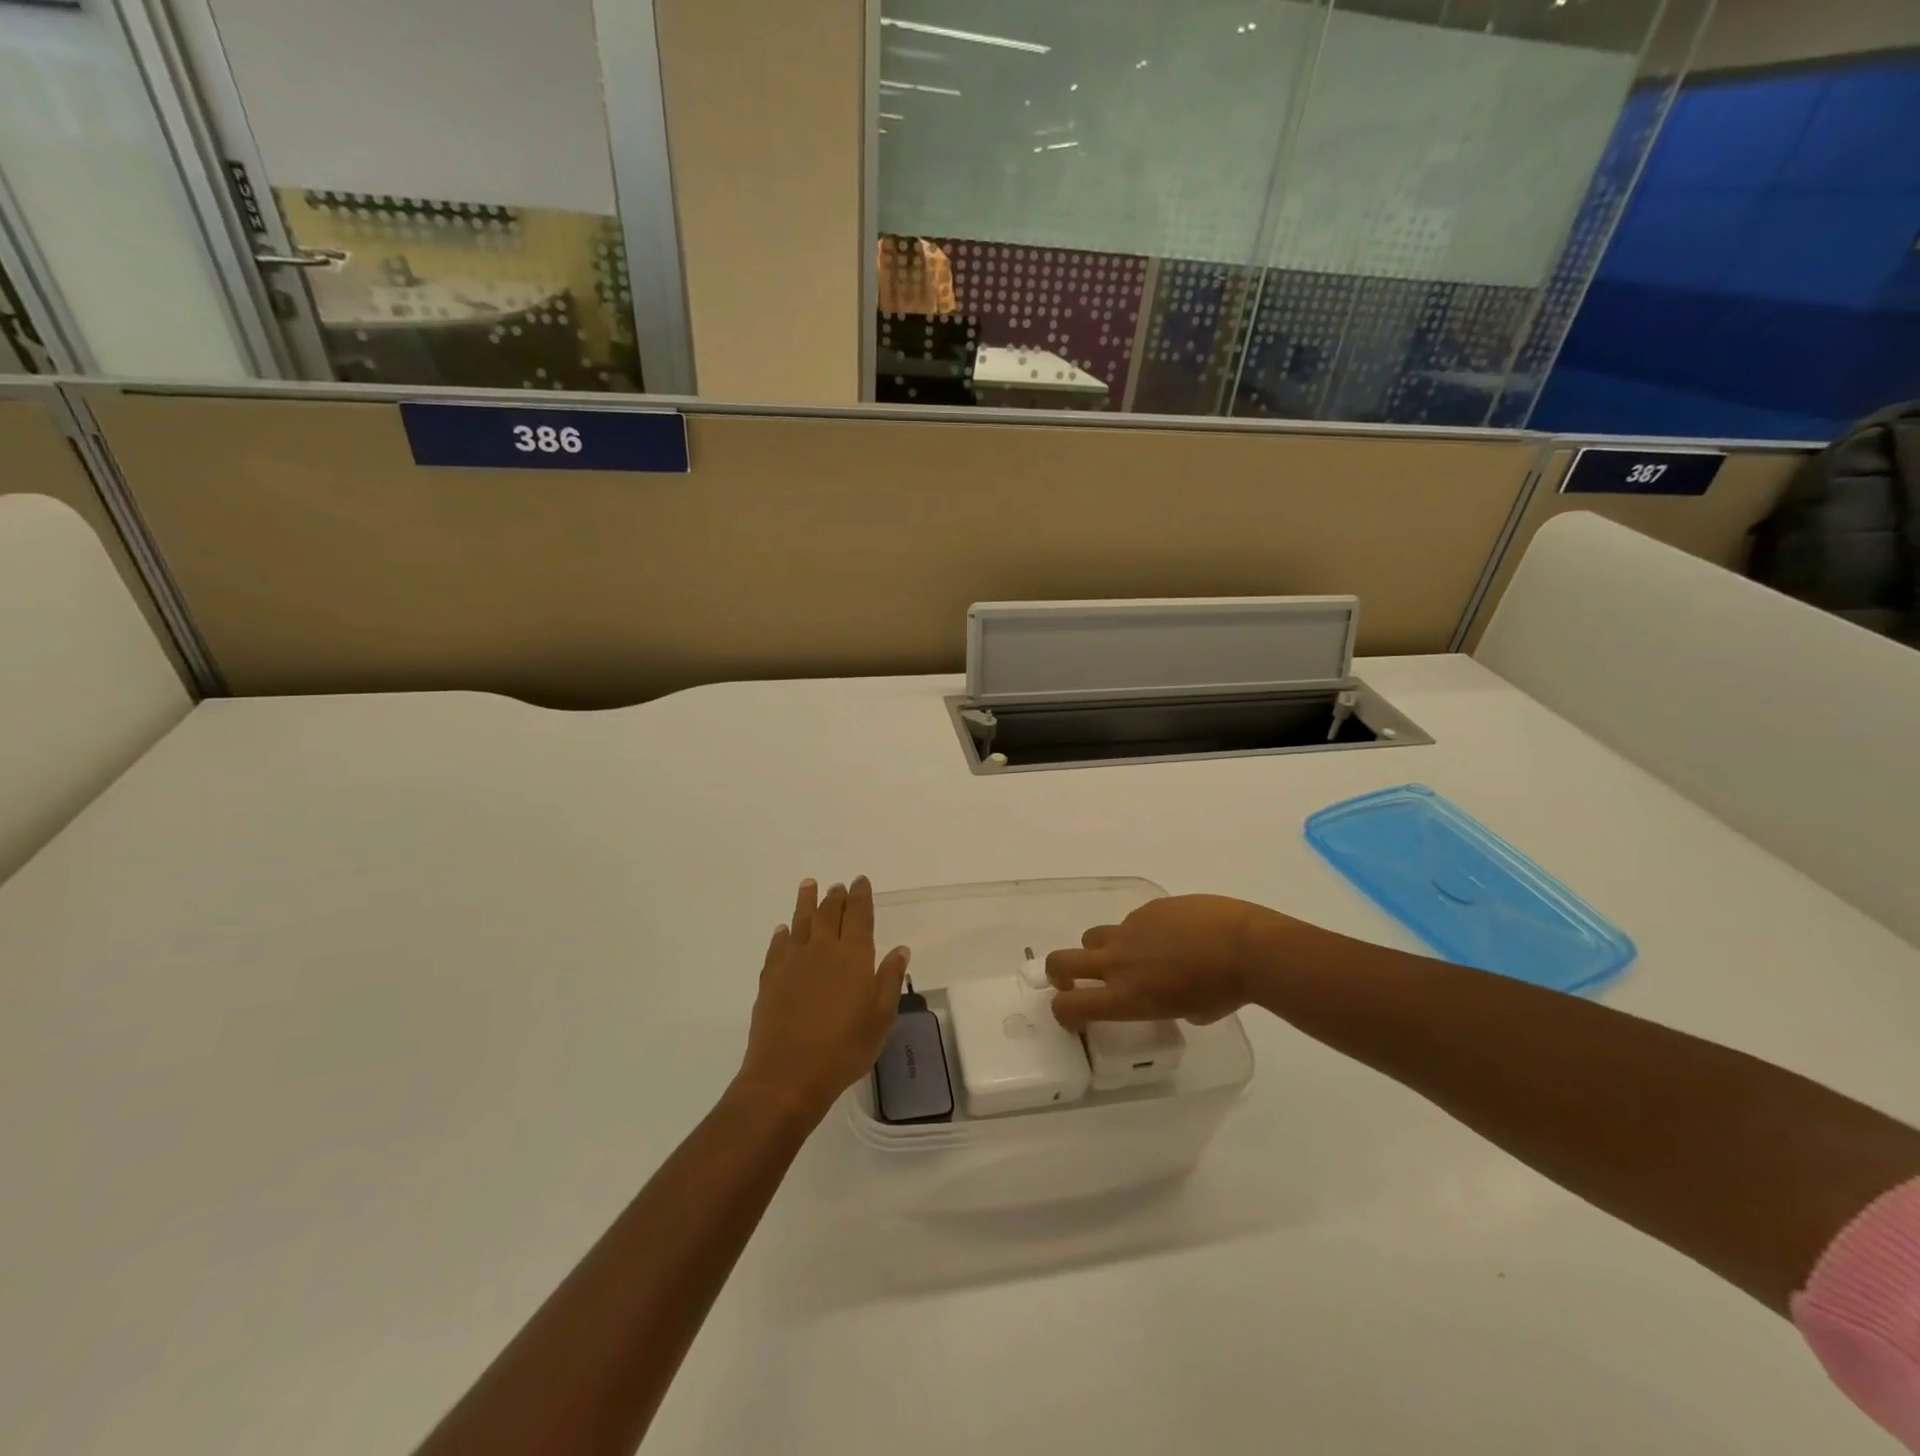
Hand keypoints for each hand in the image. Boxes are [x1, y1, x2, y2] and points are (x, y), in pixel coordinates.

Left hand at [736, 877, 910, 1127]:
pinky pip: (777, 946)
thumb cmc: (845, 1048)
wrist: (788, 1075)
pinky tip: (783, 929)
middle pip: (829, 913)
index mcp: (854, 956)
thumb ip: (890, 979)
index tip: (860, 881)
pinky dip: (782, 934)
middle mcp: (823, 949)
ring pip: (801, 921)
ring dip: (806, 902)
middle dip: (835, 896)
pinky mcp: (770, 978)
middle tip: (838, 885)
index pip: (859, 915)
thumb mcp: (881, 1017)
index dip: (861, 896)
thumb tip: (900, 949)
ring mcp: (793, 962)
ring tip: (809, 885)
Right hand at [1046, 894, 1334, 1030]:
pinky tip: (1175, 934)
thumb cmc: (1225, 991)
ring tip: (1136, 954)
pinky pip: (1133, 920)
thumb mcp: (1191, 1014)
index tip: (1075, 1016)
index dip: (1063, 1012)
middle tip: (1072, 980)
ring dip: (1103, 948)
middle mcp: (1117, 962)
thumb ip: (1166, 1003)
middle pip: (1060, 963)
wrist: (1246, 946)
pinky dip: (1143, 930)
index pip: (1068, 1006)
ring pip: (1095, 936)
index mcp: (1126, 996)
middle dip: (1059, 973)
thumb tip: (1170, 994)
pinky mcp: (1148, 907)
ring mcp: (1130, 930)